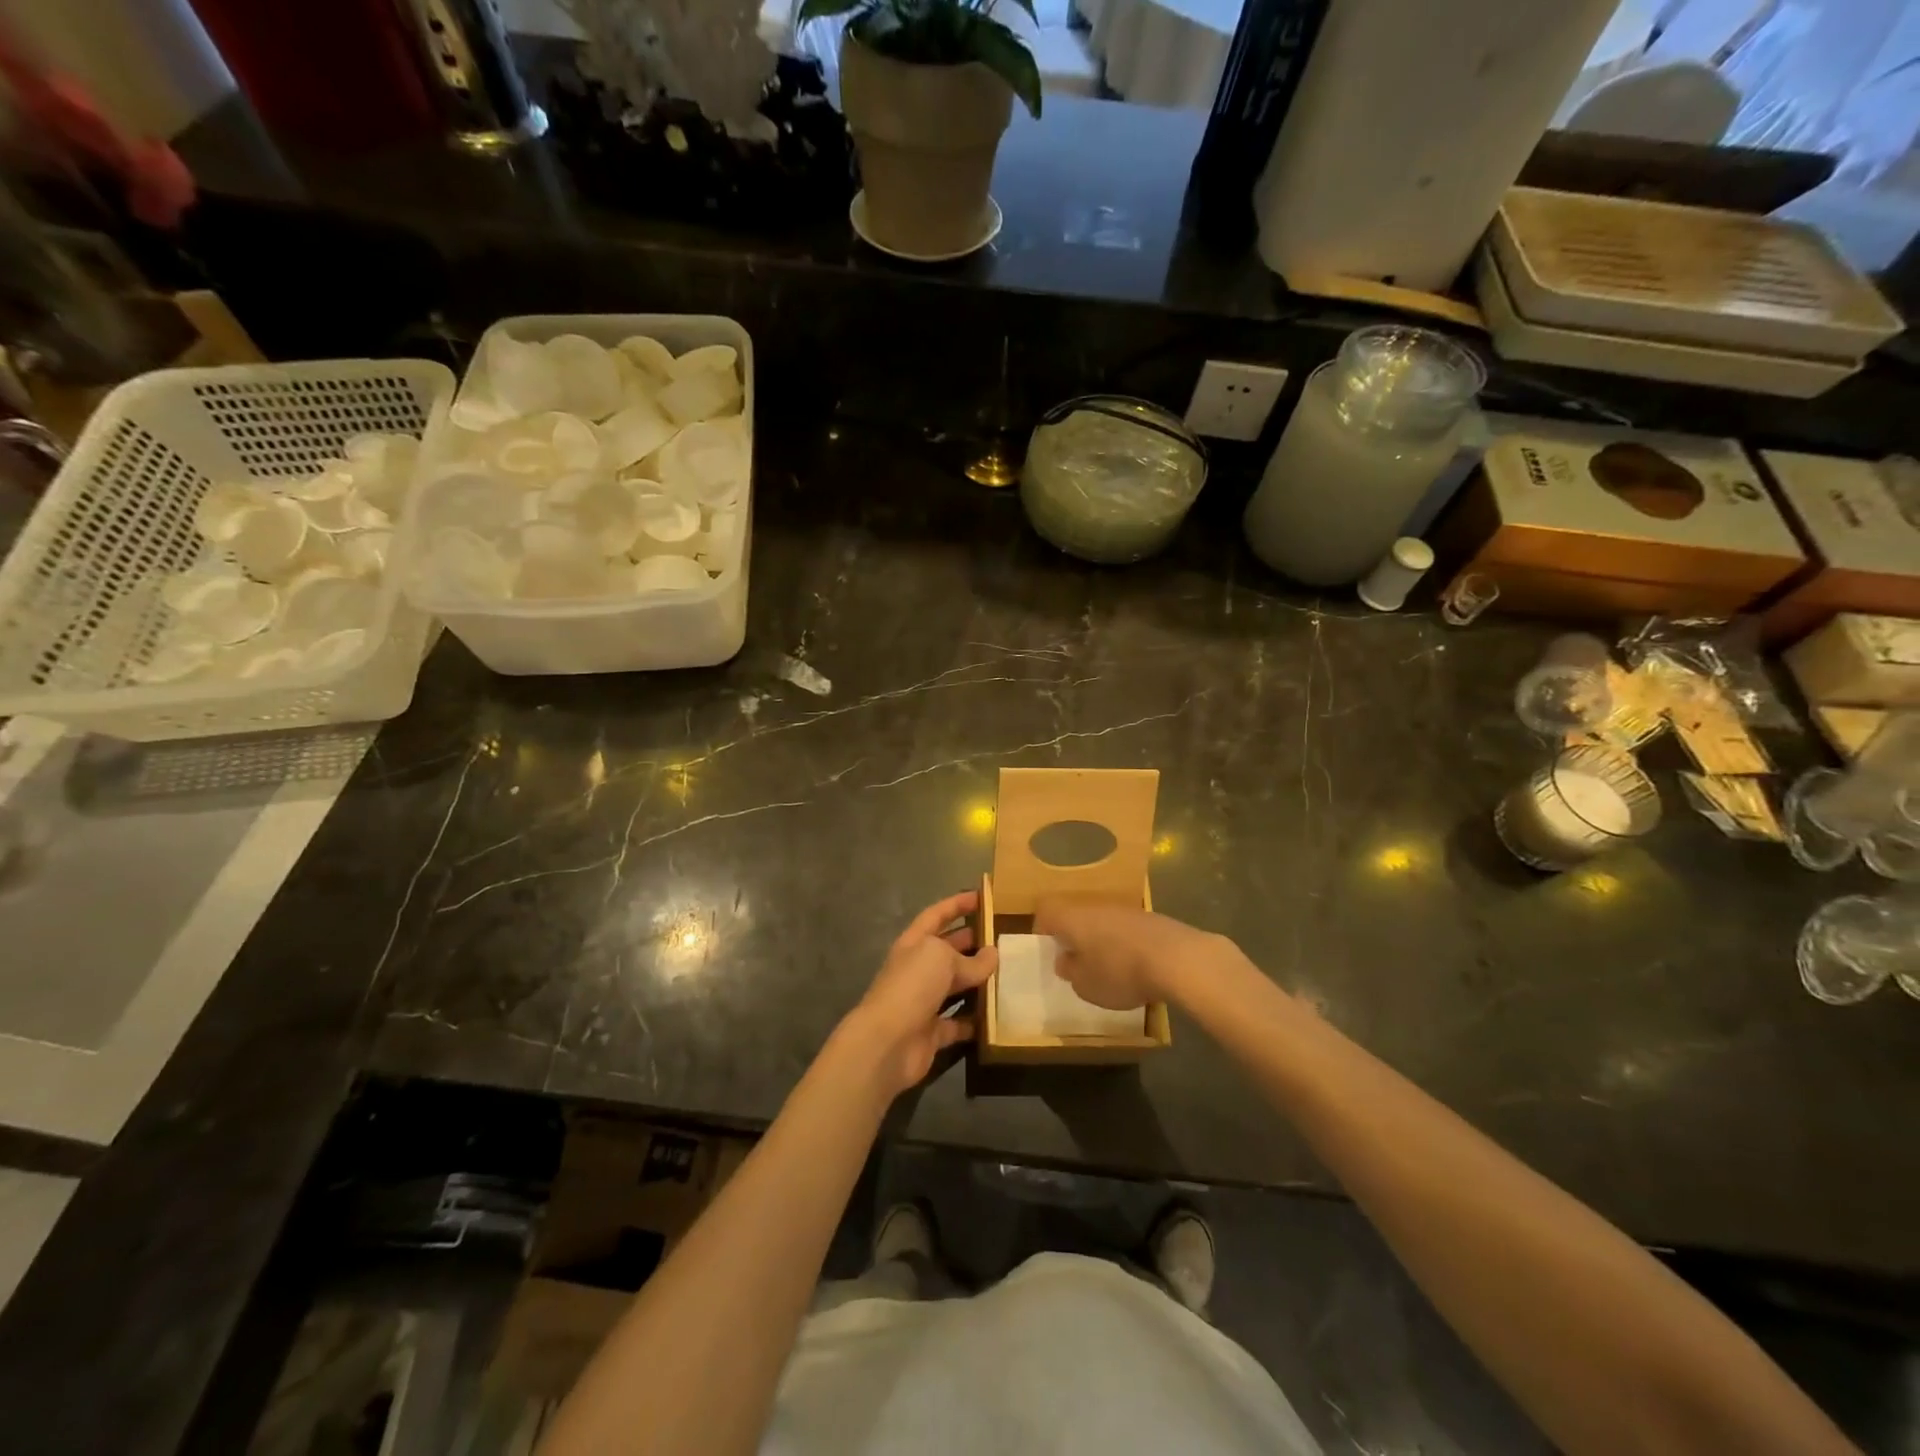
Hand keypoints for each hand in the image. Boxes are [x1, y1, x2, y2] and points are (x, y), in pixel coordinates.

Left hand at [845, 891, 997, 1096]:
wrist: (887, 1042)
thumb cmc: (912, 986)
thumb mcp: (942, 959)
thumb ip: (970, 958)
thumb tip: (992, 955)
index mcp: (914, 943)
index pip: (936, 915)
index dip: (957, 904)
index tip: (981, 896)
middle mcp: (918, 969)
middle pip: (947, 950)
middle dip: (971, 941)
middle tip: (1002, 936)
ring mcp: (924, 1001)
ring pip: (955, 986)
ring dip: (978, 981)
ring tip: (1008, 972)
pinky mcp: (933, 1032)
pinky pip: (959, 1022)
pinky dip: (976, 1020)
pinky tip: (999, 1014)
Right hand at [1034, 899, 1232, 1009]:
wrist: (1178, 958)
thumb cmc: (1120, 972)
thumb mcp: (1085, 985)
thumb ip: (1070, 971)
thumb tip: (1065, 959)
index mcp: (1072, 917)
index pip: (1045, 911)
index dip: (1042, 929)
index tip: (1048, 951)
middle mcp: (1095, 905)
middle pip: (1076, 915)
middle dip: (1074, 937)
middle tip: (1077, 963)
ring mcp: (1126, 909)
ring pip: (1103, 921)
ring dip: (1102, 941)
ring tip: (1109, 969)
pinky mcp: (1151, 918)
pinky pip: (1127, 929)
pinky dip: (1126, 944)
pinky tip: (1137, 966)